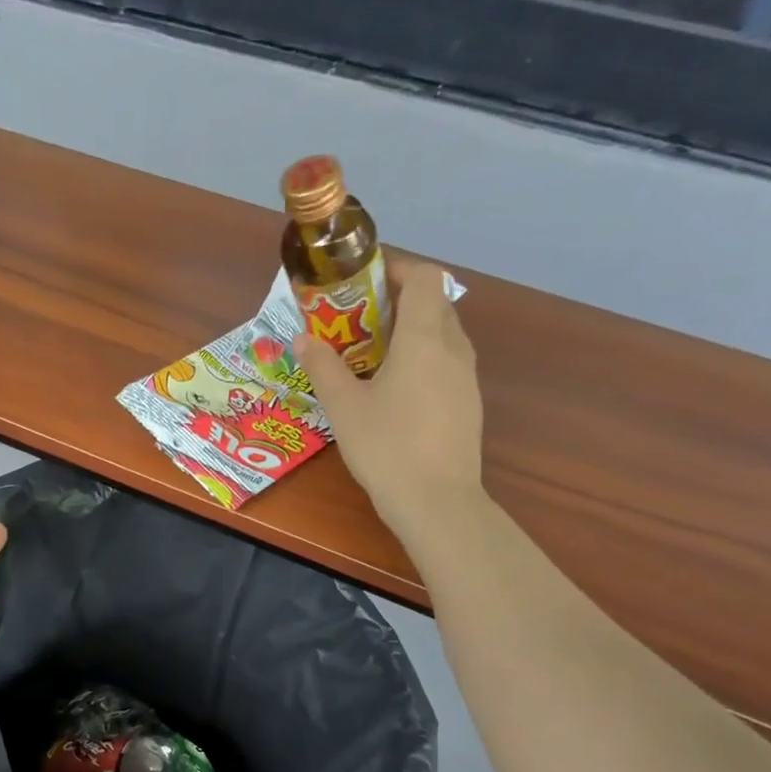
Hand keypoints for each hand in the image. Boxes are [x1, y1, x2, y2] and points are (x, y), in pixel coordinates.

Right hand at [293, 256, 484, 545]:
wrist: (437, 502)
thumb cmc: (386, 446)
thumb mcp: (343, 406)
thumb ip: (322, 366)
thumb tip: (302, 338)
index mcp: (424, 338)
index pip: (425, 278)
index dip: (397, 269)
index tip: (365, 281)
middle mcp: (453, 349)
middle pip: (435, 304)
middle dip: (399, 302)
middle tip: (359, 321)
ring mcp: (466, 378)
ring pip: (443, 335)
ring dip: (412, 332)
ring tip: (373, 355)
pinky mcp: (468, 405)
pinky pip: (447, 364)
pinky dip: (423, 360)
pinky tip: (395, 392)